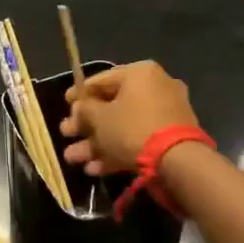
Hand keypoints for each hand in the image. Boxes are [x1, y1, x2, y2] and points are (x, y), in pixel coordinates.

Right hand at [59, 61, 198, 175]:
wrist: (178, 162)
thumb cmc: (132, 129)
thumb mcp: (99, 118)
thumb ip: (84, 110)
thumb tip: (79, 109)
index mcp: (139, 73)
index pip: (101, 79)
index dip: (79, 94)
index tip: (65, 105)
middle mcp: (156, 87)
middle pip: (112, 105)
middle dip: (86, 124)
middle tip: (66, 134)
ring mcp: (166, 114)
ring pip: (123, 126)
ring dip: (97, 142)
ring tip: (74, 159)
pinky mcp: (171, 138)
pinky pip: (138, 139)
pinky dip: (117, 151)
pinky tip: (95, 169)